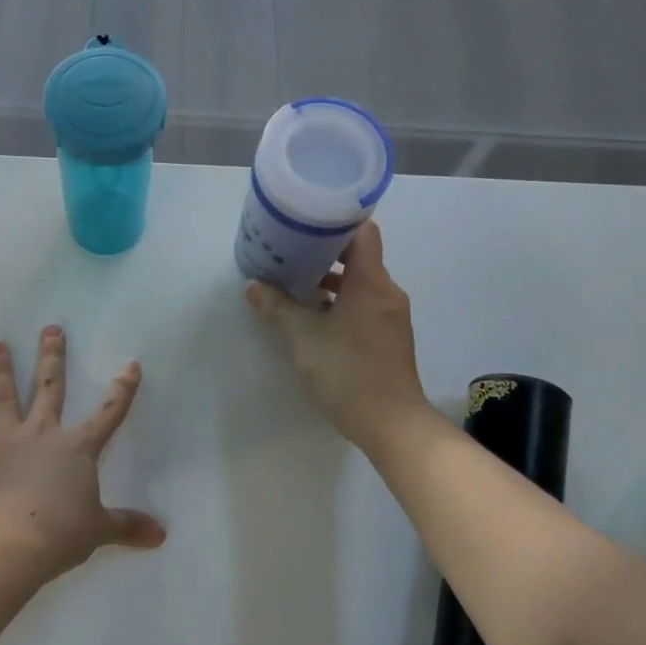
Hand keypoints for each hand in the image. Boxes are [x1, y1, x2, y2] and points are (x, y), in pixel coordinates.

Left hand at [0, 326, 165, 580]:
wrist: (12, 542)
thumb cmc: (62, 531)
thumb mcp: (100, 529)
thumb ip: (128, 527)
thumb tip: (161, 535)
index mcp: (77, 447)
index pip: (109, 413)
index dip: (123, 390)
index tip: (130, 364)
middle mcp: (42, 435)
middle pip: (50, 388)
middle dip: (52, 357)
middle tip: (50, 328)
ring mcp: (4, 447)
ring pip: (2, 401)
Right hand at [245, 220, 432, 451]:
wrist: (392, 424)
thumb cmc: (348, 371)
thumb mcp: (303, 337)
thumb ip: (278, 308)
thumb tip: (253, 286)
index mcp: (371, 281)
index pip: (363, 232)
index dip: (337, 221)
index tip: (307, 220)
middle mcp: (386, 292)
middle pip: (360, 256)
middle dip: (325, 252)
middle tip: (291, 251)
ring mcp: (391, 316)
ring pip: (361, 283)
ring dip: (331, 281)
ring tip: (296, 283)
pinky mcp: (389, 338)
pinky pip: (364, 305)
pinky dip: (341, 302)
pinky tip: (315, 316)